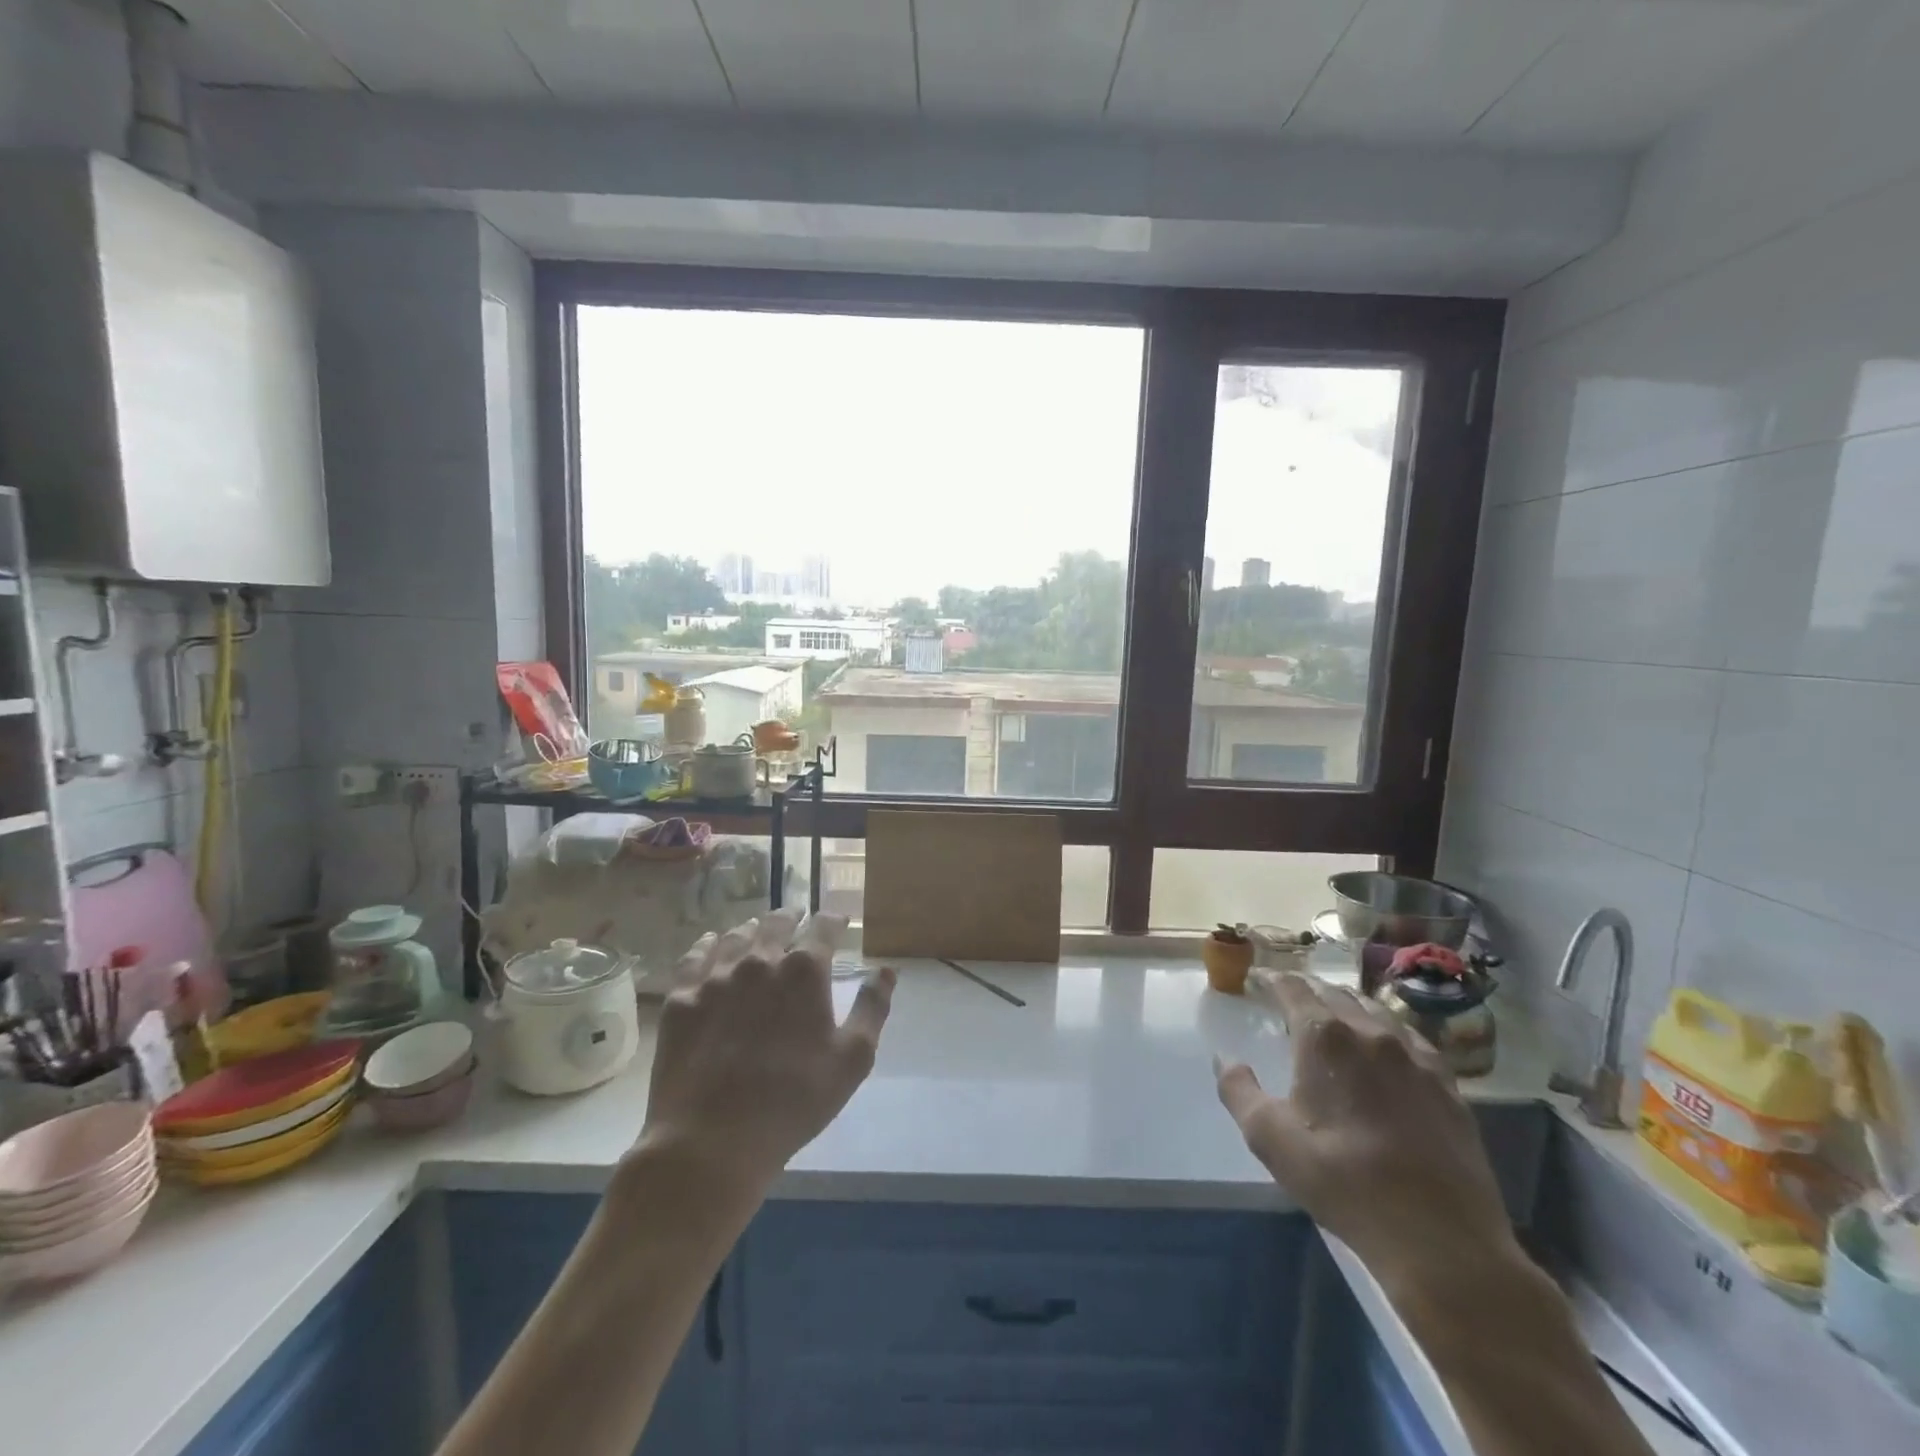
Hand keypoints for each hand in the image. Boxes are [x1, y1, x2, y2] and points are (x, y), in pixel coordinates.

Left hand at [637, 910, 894, 1197]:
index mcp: (804, 971)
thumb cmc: (794, 1101)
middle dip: (791, 918)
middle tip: (796, 919)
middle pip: (776, 923)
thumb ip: (872, 1007)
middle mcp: (760, 960)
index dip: (834, 920)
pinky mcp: (682, 998)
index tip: (838, 921)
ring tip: (756, 931)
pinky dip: (708, 945)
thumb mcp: (852, 1059)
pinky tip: (711, 946)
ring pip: (736, 936)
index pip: (824, 927)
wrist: (712, 1141)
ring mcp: (716, 977)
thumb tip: (886, 970)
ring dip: (752, 930)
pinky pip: (695, 956)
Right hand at [1214, 970, 1514, 1294]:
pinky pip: (1411, 1038)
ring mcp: (1415, 1056)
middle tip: (1291, 997)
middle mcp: (1370, 1032)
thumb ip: (1238, 1090)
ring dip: (1348, 1005)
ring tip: (1335, 1015)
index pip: (1293, 988)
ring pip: (1375, 1010)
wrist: (1439, 1238)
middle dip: (1308, 990)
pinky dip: (1388, 1030)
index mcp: (1324, 1037)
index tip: (1258, 979)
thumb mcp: (1270, 1139)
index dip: (1272, 979)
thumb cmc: (1342, 1181)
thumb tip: (1225, 1058)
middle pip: (1334, 993)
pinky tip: (1387, 1047)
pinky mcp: (1448, 1084)